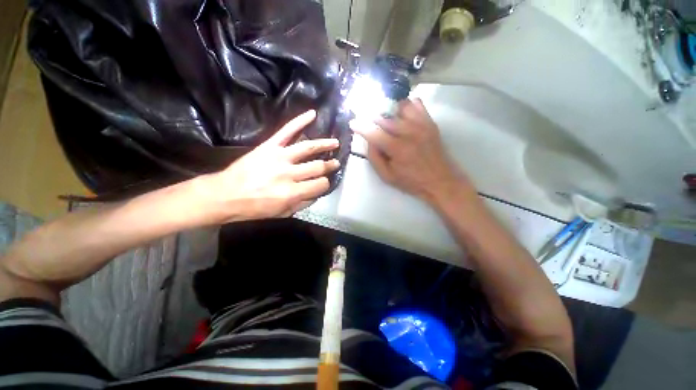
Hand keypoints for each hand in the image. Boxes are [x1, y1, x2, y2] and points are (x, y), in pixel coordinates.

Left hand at [206, 110, 339, 221]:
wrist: (225, 194)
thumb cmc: (254, 207)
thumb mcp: (282, 213)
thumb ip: (303, 204)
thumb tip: (317, 193)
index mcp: (292, 192)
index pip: (320, 185)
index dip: (325, 184)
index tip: (325, 182)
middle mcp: (289, 173)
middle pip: (317, 166)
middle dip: (329, 166)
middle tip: (335, 163)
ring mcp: (279, 157)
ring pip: (308, 147)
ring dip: (324, 144)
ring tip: (335, 142)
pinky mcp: (269, 146)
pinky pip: (286, 130)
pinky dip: (300, 121)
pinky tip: (312, 114)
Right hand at [350, 98, 467, 202]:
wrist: (440, 181)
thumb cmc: (411, 181)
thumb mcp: (387, 176)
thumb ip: (374, 157)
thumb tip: (369, 140)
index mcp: (397, 149)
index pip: (374, 132)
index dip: (361, 126)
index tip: (353, 123)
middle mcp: (409, 132)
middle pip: (385, 117)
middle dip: (373, 119)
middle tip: (370, 124)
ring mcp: (421, 125)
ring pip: (399, 107)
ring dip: (389, 112)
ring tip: (386, 121)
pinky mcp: (430, 122)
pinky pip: (416, 104)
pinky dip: (405, 106)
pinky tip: (402, 116)